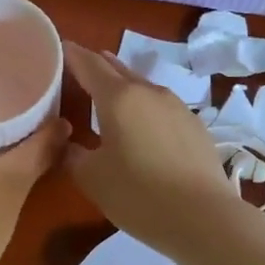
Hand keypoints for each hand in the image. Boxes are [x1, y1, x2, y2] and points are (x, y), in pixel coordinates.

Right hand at [62, 42, 245, 261]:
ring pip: (143, 87)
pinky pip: (161, 107)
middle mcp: (149, 92)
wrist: (204, 217)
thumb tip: (69, 144)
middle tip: (79, 67)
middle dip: (97, 65)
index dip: (72, 55)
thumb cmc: (138, 194)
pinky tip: (143, 125)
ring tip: (109, 95)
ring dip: (123, 86)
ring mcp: (177, 107)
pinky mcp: (195, 125)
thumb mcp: (92, 178)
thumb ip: (74, 155)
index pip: (89, 65)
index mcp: (119, 98)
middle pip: (118, 70)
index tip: (60, 47)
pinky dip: (145, 107)